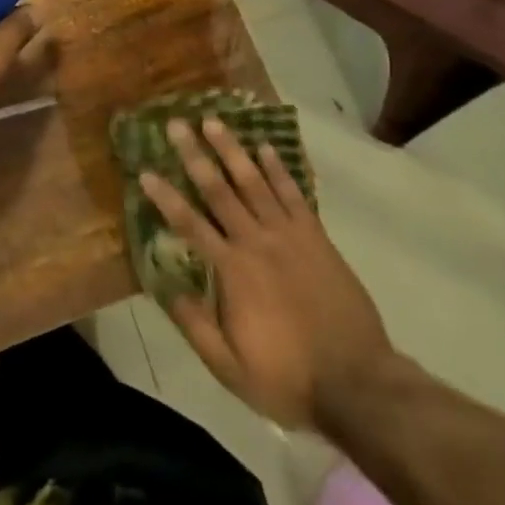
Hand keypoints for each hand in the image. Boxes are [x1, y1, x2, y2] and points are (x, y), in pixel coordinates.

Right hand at [140, 118, 395, 430]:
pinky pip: (293, 194)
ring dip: (232, 149)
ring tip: (213, 120)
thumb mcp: (231, 369)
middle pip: (219, 190)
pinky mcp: (316, 237)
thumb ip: (197, 326)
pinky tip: (265, 146)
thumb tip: (166, 287)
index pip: (190, 224)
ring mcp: (289, 235)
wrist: (359, 384)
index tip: (145, 171)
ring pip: (254, 182)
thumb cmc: (289, 379)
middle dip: (194, 155)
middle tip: (176, 124)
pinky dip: (278, 168)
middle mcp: (256, 242)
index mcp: (232, 271)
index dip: (165, 197)